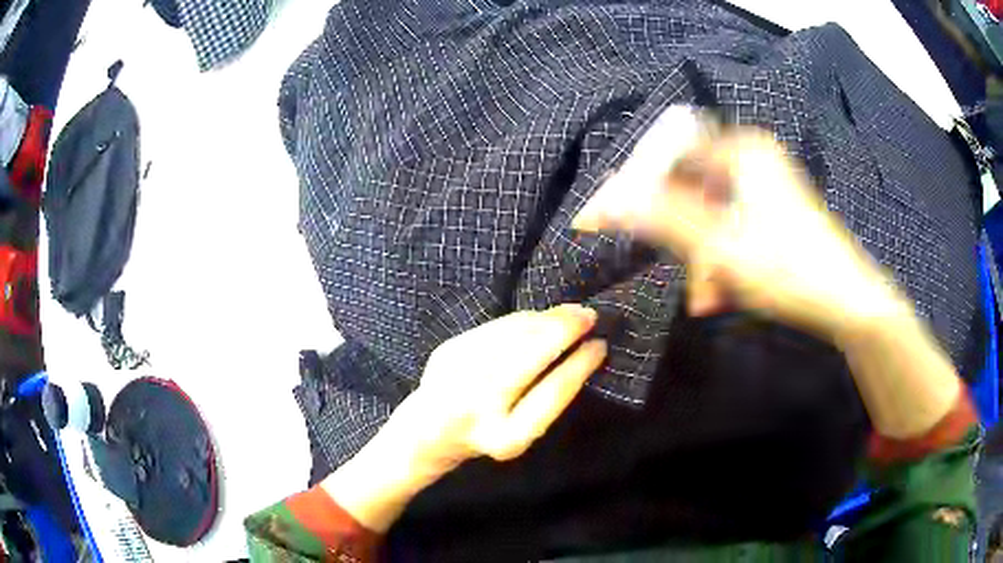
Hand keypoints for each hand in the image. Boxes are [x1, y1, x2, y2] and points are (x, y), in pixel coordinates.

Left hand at [323, 304, 606, 531]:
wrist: (426, 433)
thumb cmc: (484, 436)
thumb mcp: (519, 433)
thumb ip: (547, 397)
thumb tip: (582, 350)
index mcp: (507, 438)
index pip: (553, 392)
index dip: (581, 365)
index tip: (600, 346)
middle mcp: (479, 406)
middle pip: (531, 355)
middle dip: (565, 329)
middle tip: (589, 316)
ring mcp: (457, 375)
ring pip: (512, 335)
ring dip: (546, 318)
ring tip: (569, 313)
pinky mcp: (446, 352)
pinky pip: (494, 327)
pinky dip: (522, 320)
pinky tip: (538, 317)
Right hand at [573, 106, 905, 340]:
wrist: (849, 301)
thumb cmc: (788, 269)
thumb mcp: (720, 246)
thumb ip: (663, 218)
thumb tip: (608, 200)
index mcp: (740, 150)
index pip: (667, 155)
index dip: (634, 187)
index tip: (603, 218)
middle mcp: (751, 157)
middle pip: (691, 188)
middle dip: (681, 237)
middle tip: (676, 272)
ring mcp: (765, 184)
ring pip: (712, 214)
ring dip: (702, 257)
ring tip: (706, 298)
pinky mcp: (774, 209)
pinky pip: (732, 226)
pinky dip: (723, 258)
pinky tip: (723, 292)